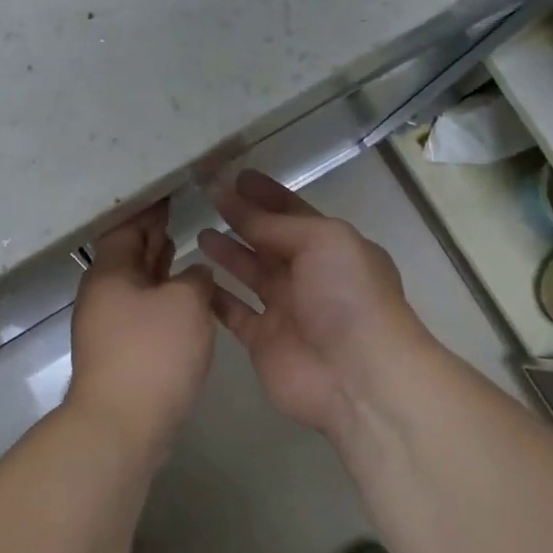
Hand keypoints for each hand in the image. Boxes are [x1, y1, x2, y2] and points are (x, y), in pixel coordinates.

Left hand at [67, 202, 217, 446]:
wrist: (122, 424)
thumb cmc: (152, 353)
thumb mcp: (186, 304)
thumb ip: (195, 278)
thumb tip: (195, 274)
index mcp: (110, 273)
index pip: (126, 226)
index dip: (148, 209)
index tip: (169, 192)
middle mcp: (103, 294)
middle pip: (128, 254)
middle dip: (152, 235)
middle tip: (177, 212)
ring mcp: (109, 325)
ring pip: (136, 283)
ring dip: (158, 265)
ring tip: (182, 245)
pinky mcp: (121, 351)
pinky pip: (143, 309)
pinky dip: (162, 295)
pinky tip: (184, 296)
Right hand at [198, 171, 428, 437]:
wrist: (358, 376)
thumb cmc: (347, 296)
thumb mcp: (323, 241)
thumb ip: (278, 225)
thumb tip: (240, 206)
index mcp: (332, 247)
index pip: (293, 212)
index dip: (266, 194)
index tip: (234, 177)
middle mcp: (310, 275)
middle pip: (269, 240)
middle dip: (241, 218)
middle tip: (206, 197)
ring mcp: (287, 309)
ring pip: (250, 273)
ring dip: (228, 253)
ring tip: (198, 232)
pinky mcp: (264, 341)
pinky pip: (235, 312)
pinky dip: (216, 297)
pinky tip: (195, 278)